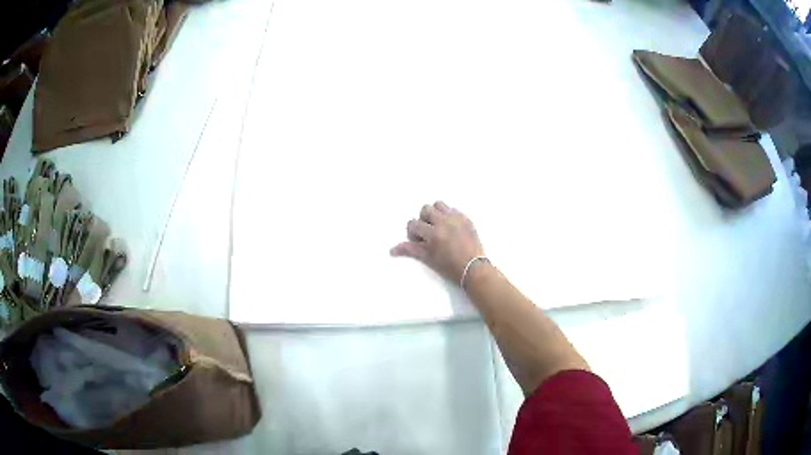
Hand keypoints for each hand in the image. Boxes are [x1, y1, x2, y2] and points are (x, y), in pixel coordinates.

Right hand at [390, 201, 484, 284]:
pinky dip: (448, 215)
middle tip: (428, 232)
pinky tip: (451, 228)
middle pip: (425, 209)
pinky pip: (453, 209)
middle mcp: (443, 221)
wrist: (473, 268)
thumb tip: (391, 250)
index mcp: (432, 233)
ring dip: (435, 213)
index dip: (413, 232)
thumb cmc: (449, 266)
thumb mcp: (428, 258)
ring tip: (439, 226)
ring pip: (439, 205)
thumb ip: (410, 250)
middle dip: (423, 219)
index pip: (413, 223)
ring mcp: (456, 218)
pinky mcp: (466, 218)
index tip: (419, 240)